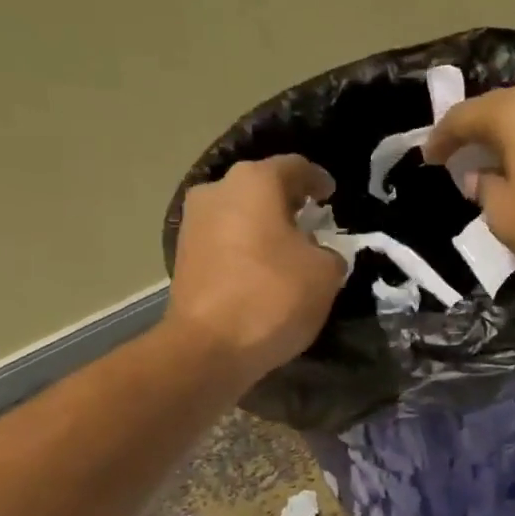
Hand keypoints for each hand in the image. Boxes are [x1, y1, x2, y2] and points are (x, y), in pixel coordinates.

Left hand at [164, 156, 346, 382]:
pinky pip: (224, 244)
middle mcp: (217, 190)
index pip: (296, 167)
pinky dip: (244, 252)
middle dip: (287, 205)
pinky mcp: (182, 257)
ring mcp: (193, 223)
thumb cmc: (273, 298)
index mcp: (255, 181)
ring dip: (263, 230)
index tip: (331, 194)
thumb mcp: (325, 274)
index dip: (318, 180)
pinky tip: (260, 274)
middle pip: (261, 189)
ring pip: (239, 216)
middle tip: (310, 224)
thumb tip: (318, 254)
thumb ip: (329, 254)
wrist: (209, 348)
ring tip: (286, 253)